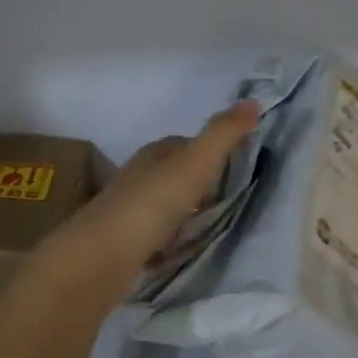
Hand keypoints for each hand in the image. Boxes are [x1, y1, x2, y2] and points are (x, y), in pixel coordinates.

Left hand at [45, 101, 260, 292]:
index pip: (183, 144)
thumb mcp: (195, 163)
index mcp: (153, 155)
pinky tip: (182, 250)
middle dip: (198, 182)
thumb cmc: (152, 203)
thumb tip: (253, 102)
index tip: (234, 163)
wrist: (103, 255)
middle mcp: (138, 178)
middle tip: (228, 197)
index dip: (208, 150)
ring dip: (184, 211)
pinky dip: (170, 240)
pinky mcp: (125, 244)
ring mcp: (129, 213)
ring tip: (210, 224)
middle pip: (173, 174)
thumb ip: (222, 134)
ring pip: (164, 205)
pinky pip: (155, 236)